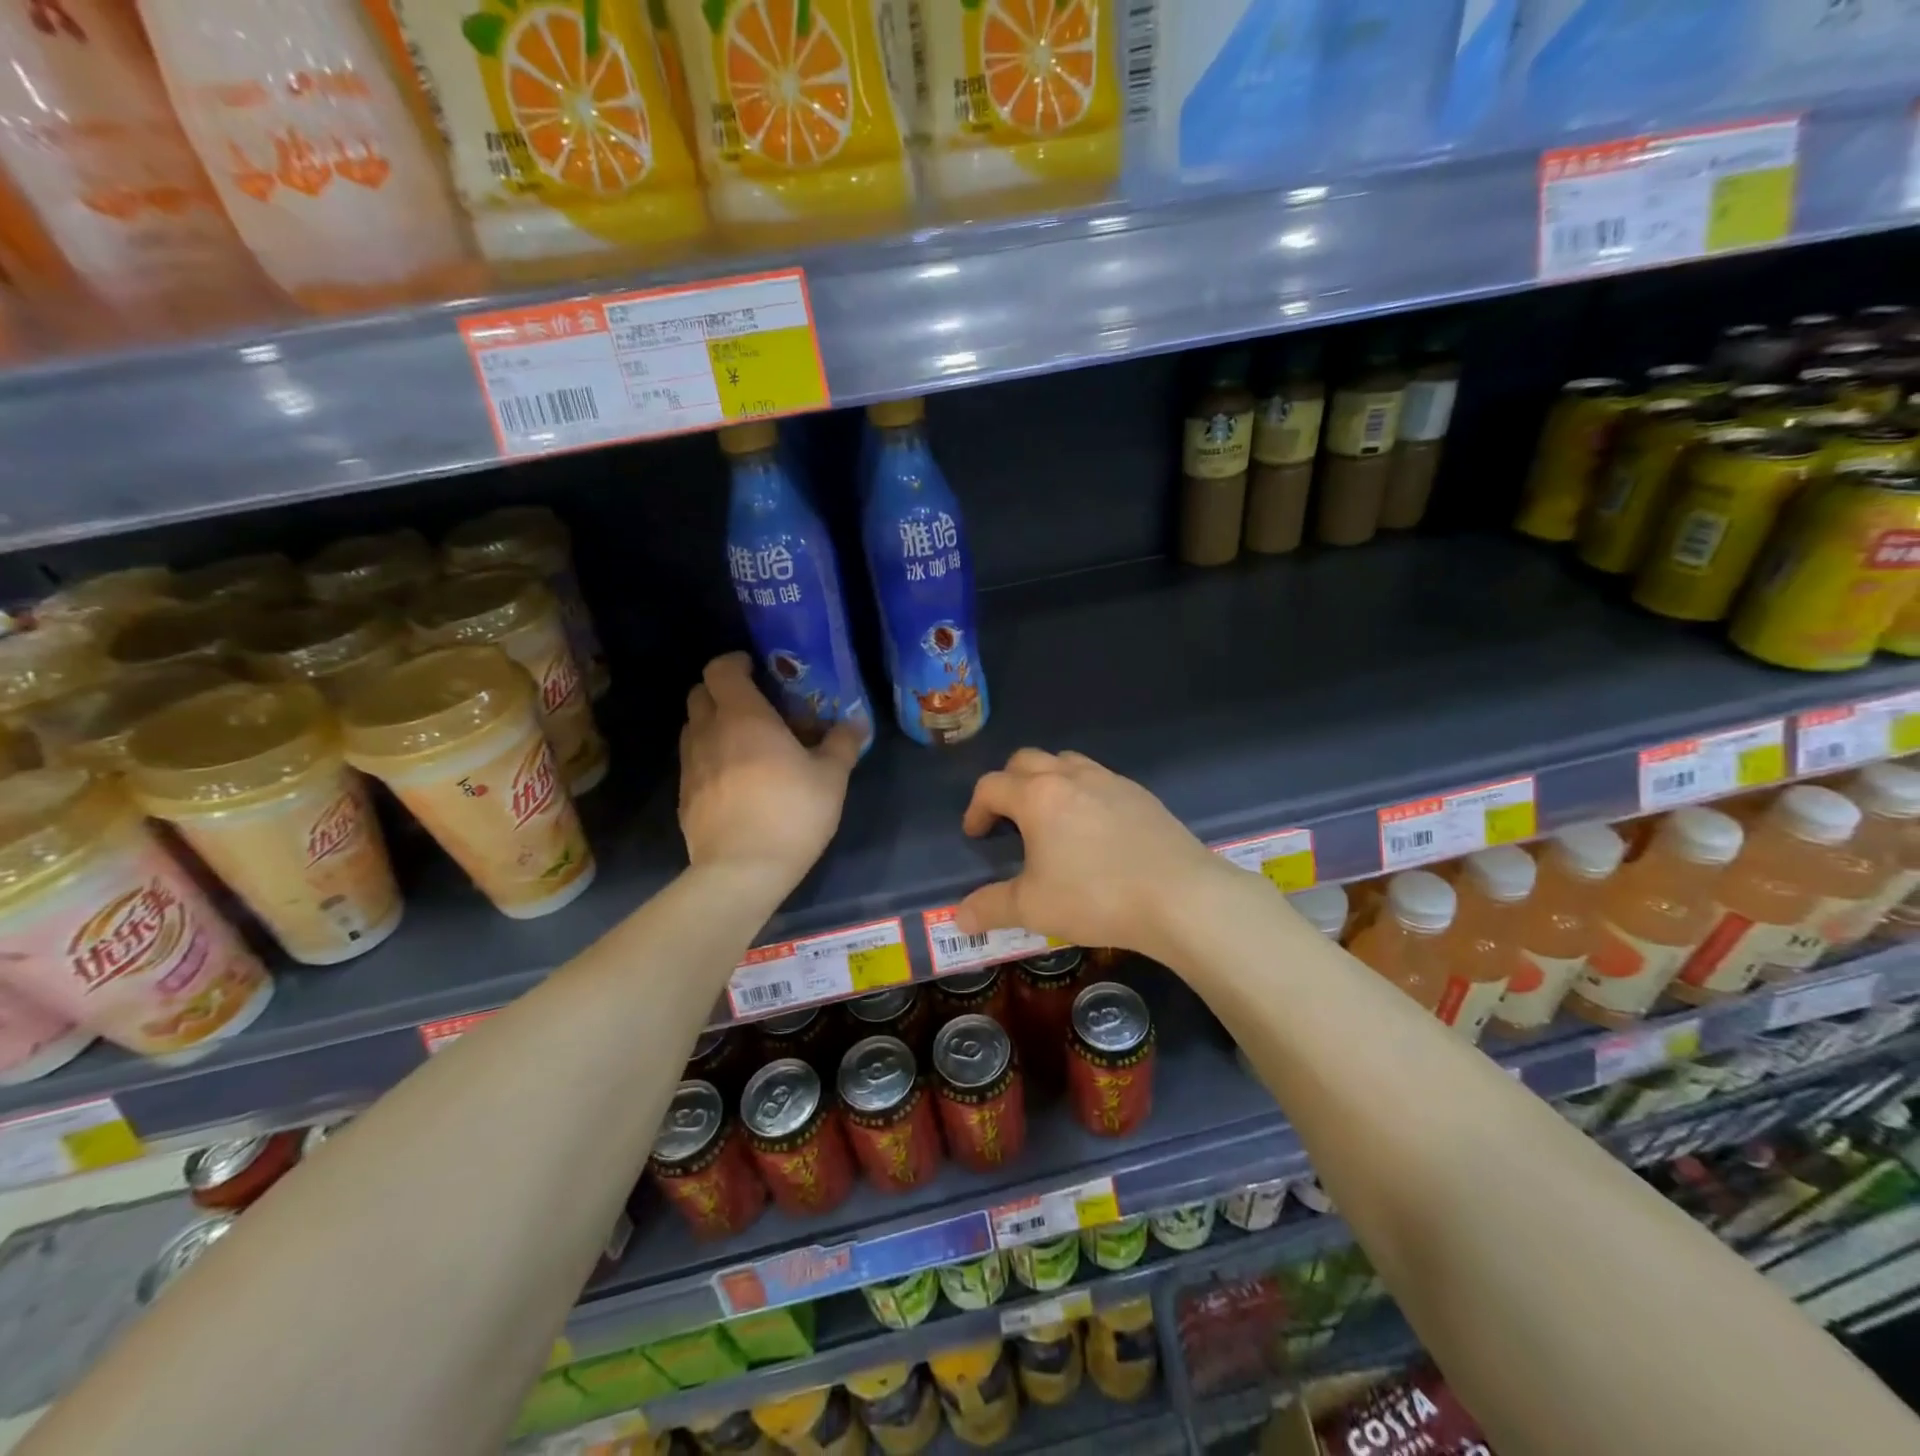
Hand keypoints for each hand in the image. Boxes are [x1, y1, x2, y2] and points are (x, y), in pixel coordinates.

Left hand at [679, 653, 862, 887]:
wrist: (742, 870)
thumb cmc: (791, 813)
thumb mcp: (831, 777)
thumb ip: (843, 743)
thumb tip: (856, 721)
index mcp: (743, 717)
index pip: (720, 669)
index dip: (735, 662)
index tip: (756, 668)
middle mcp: (708, 732)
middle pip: (699, 693)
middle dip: (722, 691)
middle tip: (754, 705)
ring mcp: (690, 765)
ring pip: (693, 727)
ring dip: (714, 724)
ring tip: (744, 742)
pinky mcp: (684, 795)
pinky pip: (693, 760)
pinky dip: (709, 756)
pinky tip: (735, 779)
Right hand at [953, 749, 1229, 960]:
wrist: (1179, 896)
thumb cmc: (1095, 897)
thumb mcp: (1034, 908)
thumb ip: (991, 907)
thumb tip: (960, 916)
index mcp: (1038, 796)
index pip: (992, 786)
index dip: (976, 808)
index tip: (975, 834)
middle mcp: (1071, 776)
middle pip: (1026, 760)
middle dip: (1009, 784)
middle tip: (1008, 818)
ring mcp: (1110, 781)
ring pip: (1066, 761)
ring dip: (1048, 780)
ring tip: (1050, 816)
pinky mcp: (1141, 794)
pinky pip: (1100, 779)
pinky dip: (1084, 792)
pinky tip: (1094, 828)